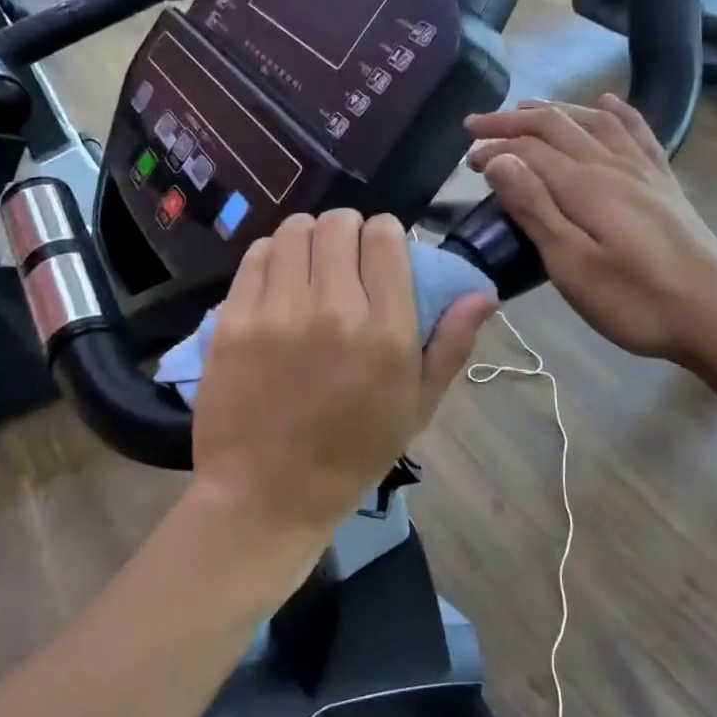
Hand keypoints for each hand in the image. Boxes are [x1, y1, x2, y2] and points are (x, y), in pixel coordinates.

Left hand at [190, 211, 493, 537]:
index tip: (382, 251)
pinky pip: (257, 256)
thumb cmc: (351, 454)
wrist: (266, 493)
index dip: (386, 234)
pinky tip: (279, 279)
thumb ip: (451, 345)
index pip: (386, 237)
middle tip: (345, 256)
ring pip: (295, 230)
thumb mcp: (416, 408)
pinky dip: (273, 255)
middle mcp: (333, 309)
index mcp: (385, 332)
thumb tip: (482, 292)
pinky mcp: (234, 318)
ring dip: (309, 237)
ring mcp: (277, 311)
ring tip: (311, 263)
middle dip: (348, 231)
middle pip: (339, 224)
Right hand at [464, 96, 716, 366]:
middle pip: (557, 125)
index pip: (529, 149)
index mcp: (584, 184)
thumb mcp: (571, 263)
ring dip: (555, 110)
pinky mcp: (663, 182)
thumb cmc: (634, 299)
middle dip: (513, 121)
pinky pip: (637, 132)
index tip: (465, 160)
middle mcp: (612, 164)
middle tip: (477, 126)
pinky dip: (616, 112)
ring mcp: (642, 169)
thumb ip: (534, 208)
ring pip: (593, 121)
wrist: (716, 314)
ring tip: (526, 108)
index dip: (494, 147)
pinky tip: (607, 103)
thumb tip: (498, 159)